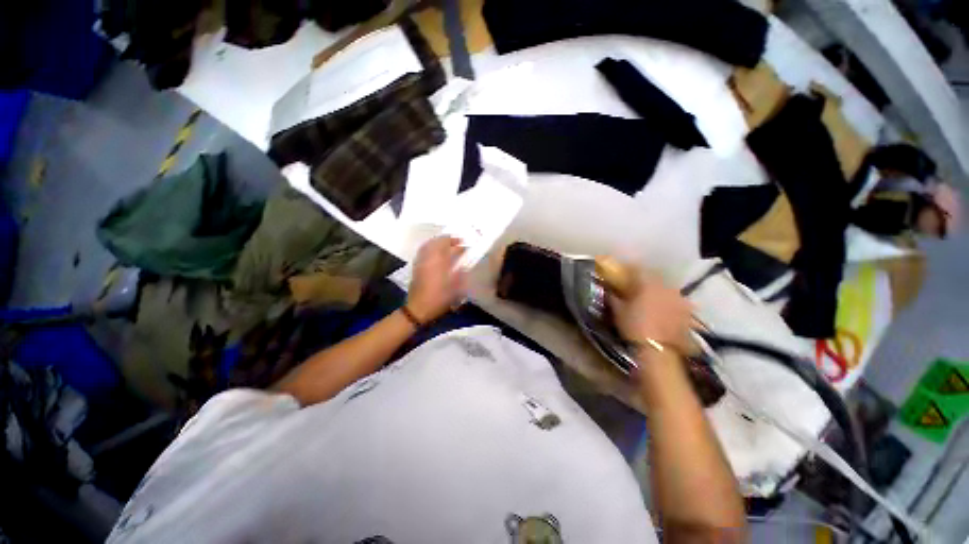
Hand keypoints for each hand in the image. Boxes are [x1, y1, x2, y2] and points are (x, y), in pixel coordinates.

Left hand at [407, 236, 466, 322]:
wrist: (418, 308)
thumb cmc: (439, 298)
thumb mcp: (456, 288)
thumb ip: (461, 274)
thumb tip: (464, 264)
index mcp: (439, 261)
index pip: (448, 245)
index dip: (457, 243)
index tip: (464, 244)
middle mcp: (429, 258)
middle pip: (437, 242)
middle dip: (447, 239)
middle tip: (456, 242)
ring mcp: (421, 261)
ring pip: (429, 245)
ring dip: (438, 242)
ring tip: (447, 245)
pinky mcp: (416, 266)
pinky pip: (423, 251)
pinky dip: (430, 247)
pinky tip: (435, 252)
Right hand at [609, 268, 692, 352]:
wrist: (657, 350)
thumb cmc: (633, 327)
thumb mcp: (617, 311)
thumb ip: (613, 297)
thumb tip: (609, 289)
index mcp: (646, 283)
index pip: (636, 269)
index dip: (627, 269)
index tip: (620, 272)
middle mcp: (665, 287)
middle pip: (653, 277)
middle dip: (643, 280)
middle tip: (634, 287)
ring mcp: (679, 299)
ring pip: (666, 289)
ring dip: (657, 291)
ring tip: (649, 300)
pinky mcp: (687, 312)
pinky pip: (676, 301)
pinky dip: (668, 303)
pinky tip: (662, 311)